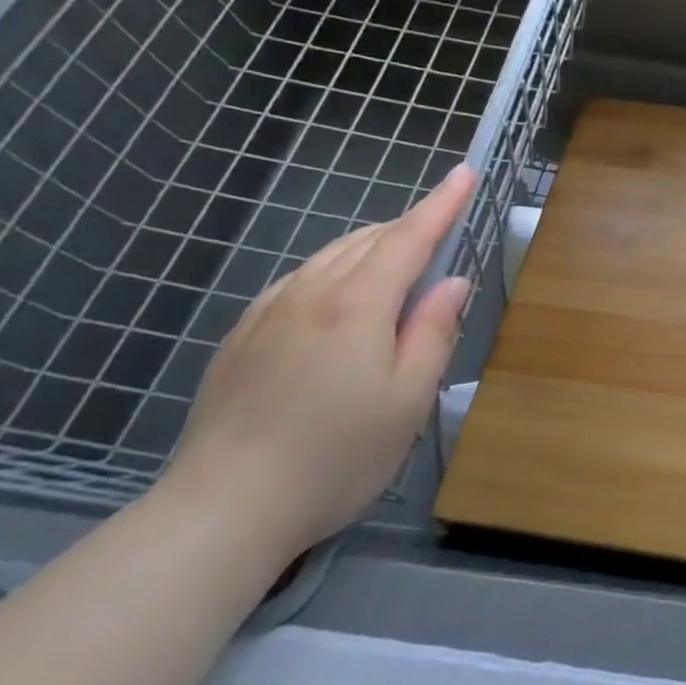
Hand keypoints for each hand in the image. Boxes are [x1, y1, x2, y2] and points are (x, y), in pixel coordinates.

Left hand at [161, 166, 478, 564]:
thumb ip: (434, 331)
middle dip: (410, 228)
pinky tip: (337, 302)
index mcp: (356, 304)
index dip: (441, 203)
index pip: (409, 237)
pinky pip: (298, 281)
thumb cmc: (335, 457)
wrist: (221, 512)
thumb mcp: (408, 399)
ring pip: (331, 257)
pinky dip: (333, 271)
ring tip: (397, 269)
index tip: (465, 172)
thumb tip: (451, 283)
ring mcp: (267, 313)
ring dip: (372, 249)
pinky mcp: (240, 337)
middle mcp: (310, 293)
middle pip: (369, 240)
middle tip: (441, 239)